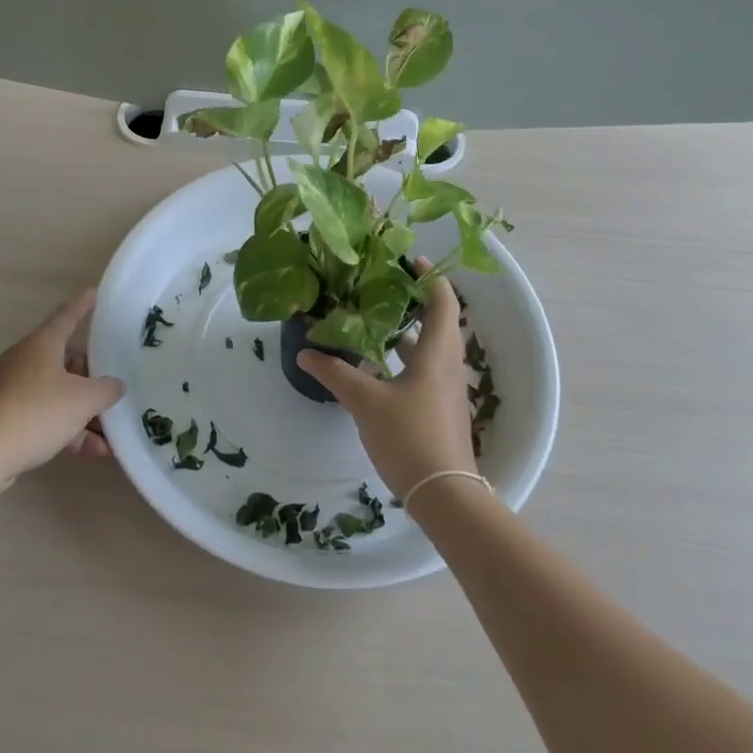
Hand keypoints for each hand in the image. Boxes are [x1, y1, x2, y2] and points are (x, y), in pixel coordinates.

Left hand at [0, 290, 123, 484]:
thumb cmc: (37, 413)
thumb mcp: (83, 400)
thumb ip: (106, 390)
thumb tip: (114, 386)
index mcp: (42, 344)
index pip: (67, 316)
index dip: (83, 305)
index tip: (94, 293)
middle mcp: (27, 360)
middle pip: (67, 360)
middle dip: (92, 379)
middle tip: (113, 390)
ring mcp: (15, 389)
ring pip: (59, 393)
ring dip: (85, 412)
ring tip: (110, 436)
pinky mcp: (9, 416)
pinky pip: (47, 415)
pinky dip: (69, 429)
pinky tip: (92, 452)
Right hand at [298, 265, 475, 498]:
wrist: (443, 494)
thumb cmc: (409, 436)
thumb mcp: (365, 402)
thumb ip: (335, 373)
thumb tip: (305, 353)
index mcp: (436, 354)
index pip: (443, 302)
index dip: (430, 277)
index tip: (410, 259)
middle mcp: (447, 365)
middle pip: (438, 321)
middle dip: (414, 300)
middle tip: (383, 285)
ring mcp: (447, 389)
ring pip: (431, 347)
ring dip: (409, 330)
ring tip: (376, 318)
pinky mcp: (441, 408)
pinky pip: (427, 369)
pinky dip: (407, 357)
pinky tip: (380, 364)